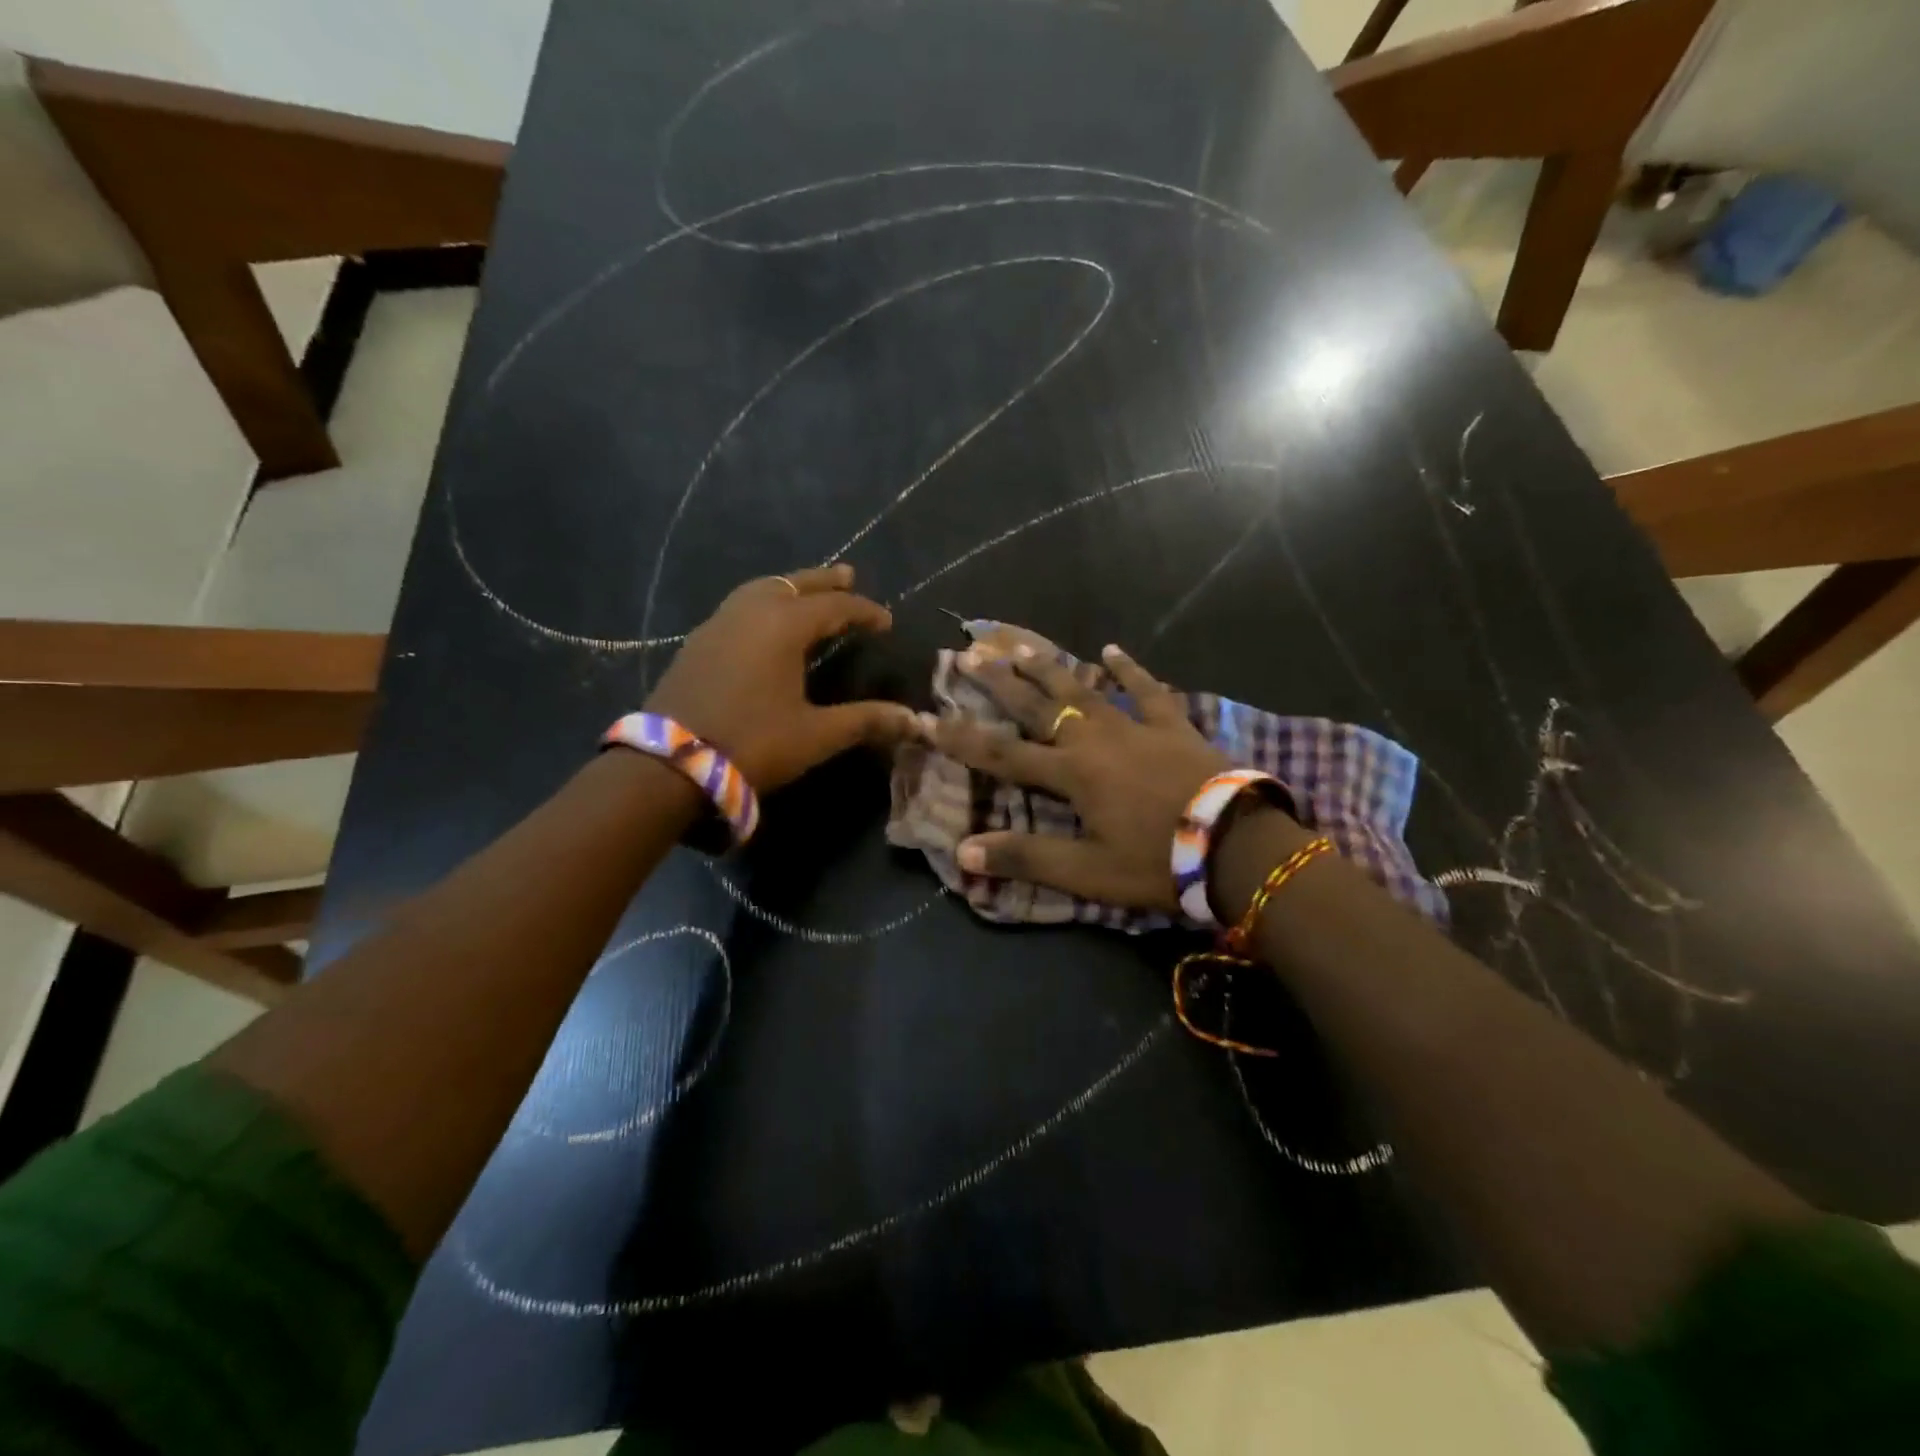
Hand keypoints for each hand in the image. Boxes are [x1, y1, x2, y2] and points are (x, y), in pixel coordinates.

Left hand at [645, 564, 915, 791]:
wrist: (670, 764)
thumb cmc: (752, 743)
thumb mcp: (815, 734)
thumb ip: (865, 721)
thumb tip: (913, 720)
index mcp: (783, 626)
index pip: (834, 607)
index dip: (864, 611)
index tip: (886, 621)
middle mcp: (750, 613)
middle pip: (794, 584)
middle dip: (824, 581)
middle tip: (849, 575)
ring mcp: (718, 624)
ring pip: (761, 589)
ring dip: (790, 587)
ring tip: (808, 592)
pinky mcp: (698, 642)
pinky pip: (739, 606)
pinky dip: (763, 602)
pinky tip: (765, 622)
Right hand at [922, 634, 1232, 910]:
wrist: (1236, 845)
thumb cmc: (1156, 861)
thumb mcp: (1086, 872)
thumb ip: (1026, 858)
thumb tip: (963, 852)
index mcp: (1070, 774)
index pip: (1002, 754)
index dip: (960, 738)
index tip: (925, 716)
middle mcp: (1094, 740)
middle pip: (1038, 706)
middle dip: (1000, 682)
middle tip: (970, 654)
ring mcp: (1135, 727)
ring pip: (1084, 689)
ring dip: (1050, 668)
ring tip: (1021, 646)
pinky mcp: (1172, 726)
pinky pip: (1148, 690)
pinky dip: (1130, 670)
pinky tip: (1112, 650)